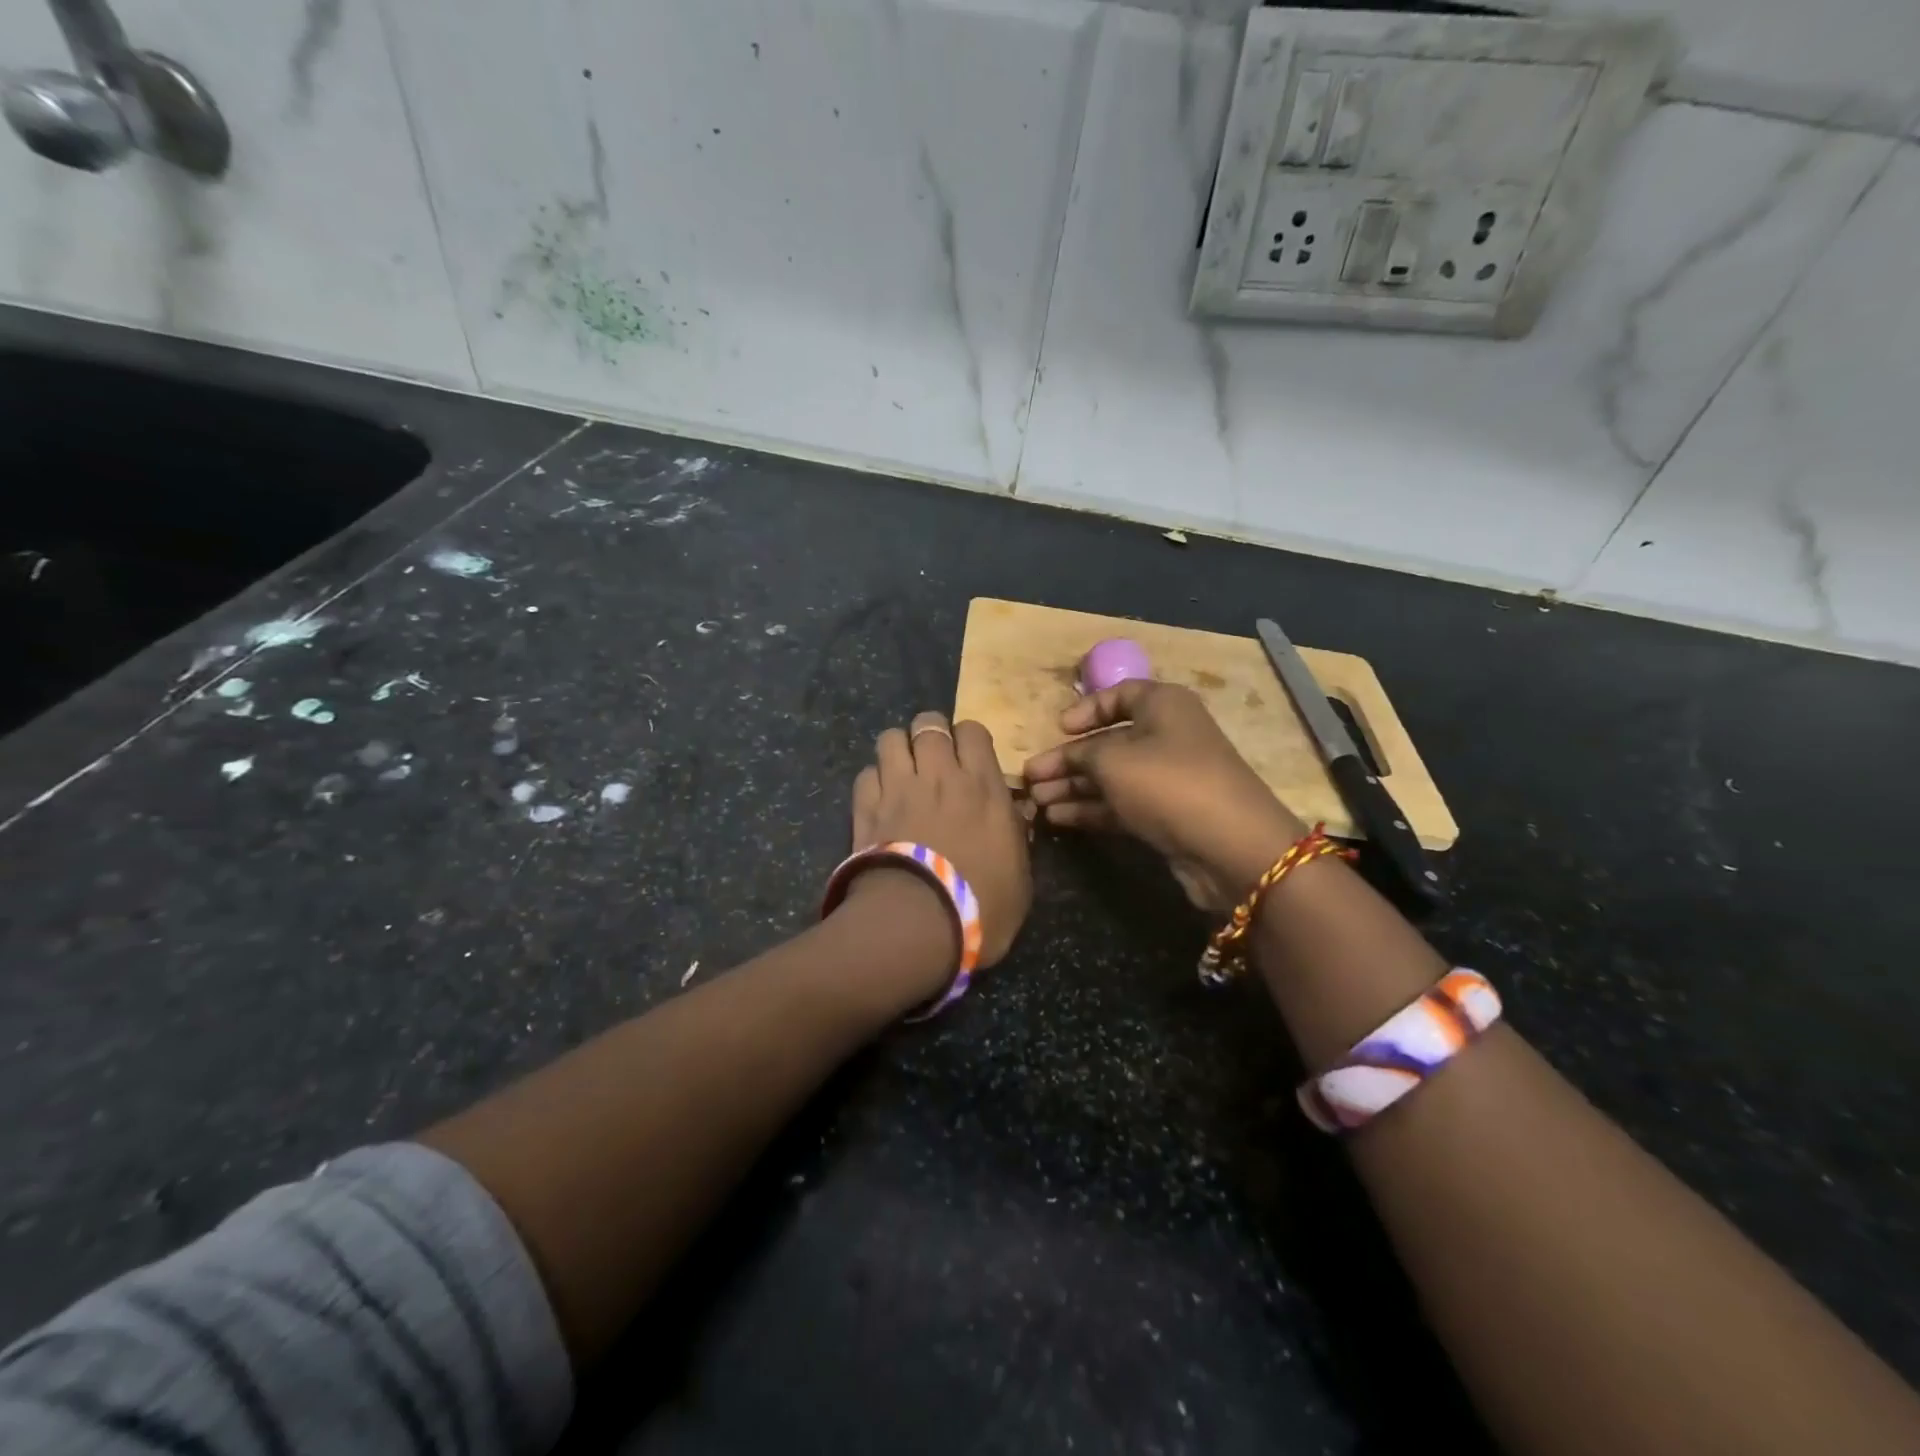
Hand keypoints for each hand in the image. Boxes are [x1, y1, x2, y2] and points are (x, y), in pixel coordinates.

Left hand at [849, 711, 1031, 967]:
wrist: (919, 923)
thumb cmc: (982, 904)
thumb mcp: (1020, 874)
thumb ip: (1016, 835)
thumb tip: (1016, 814)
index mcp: (982, 785)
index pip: (972, 731)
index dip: (968, 738)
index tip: (969, 757)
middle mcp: (938, 774)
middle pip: (928, 723)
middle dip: (930, 734)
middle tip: (933, 759)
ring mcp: (898, 787)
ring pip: (890, 738)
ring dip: (898, 750)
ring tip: (902, 771)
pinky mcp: (865, 807)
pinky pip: (866, 774)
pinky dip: (873, 781)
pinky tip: (879, 799)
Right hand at [1023, 681, 1305, 911]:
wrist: (1230, 845)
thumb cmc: (1168, 783)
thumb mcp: (1113, 760)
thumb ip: (1081, 754)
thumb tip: (1065, 758)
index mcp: (1162, 706)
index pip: (1119, 695)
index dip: (1085, 709)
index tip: (1058, 729)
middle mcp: (1167, 736)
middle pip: (1108, 741)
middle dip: (1067, 760)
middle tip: (1030, 778)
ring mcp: (1168, 778)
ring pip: (1111, 776)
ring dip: (1072, 787)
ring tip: (1035, 803)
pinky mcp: (1167, 814)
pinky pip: (1121, 804)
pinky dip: (1090, 808)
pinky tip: (1057, 818)